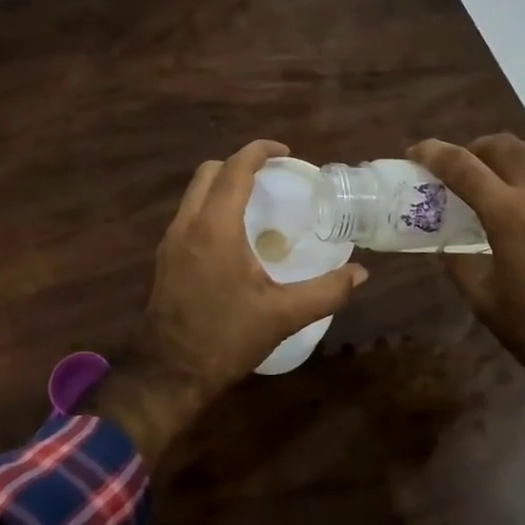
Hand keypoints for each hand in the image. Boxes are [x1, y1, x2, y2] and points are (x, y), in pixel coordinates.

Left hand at [132, 140, 367, 403]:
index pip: (234, 169)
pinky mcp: (165, 258)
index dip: (259, 152)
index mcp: (215, 228)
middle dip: (238, 164)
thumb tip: (360, 274)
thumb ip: (326, 291)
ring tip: (256, 202)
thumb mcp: (283, 315)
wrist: (170, 372)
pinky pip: (188, 215)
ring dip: (222, 185)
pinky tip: (234, 235)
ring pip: (194, 193)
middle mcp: (187, 225)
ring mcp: (170, 241)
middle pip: (208, 172)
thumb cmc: (226, 338)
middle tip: (271, 177)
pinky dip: (210, 208)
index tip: (284, 153)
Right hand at [409, 134, 524, 400]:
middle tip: (470, 164)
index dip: (433, 153)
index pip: (461, 167)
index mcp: (507, 214)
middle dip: (478, 148)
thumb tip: (446, 244)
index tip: (418, 152)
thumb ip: (459, 264)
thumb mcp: (483, 300)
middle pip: (505, 146)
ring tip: (520, 168)